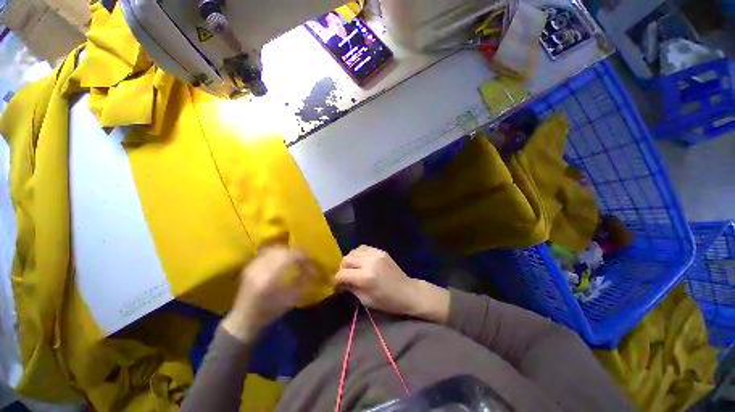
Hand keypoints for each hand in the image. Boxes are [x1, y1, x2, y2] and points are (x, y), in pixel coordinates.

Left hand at [223, 246, 317, 341]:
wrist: (243, 320)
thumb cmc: (268, 313)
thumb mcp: (289, 300)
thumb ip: (303, 283)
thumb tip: (315, 272)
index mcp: (269, 277)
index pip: (290, 256)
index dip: (304, 256)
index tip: (313, 261)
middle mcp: (260, 267)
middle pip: (282, 250)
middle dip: (297, 252)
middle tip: (306, 258)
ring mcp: (253, 265)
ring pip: (274, 249)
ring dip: (287, 250)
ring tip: (295, 257)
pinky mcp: (250, 266)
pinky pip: (266, 252)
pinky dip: (278, 252)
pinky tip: (282, 258)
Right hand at [335, 246, 449, 322]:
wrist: (408, 292)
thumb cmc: (387, 301)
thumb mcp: (366, 300)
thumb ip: (351, 288)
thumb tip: (339, 283)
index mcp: (366, 277)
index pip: (342, 274)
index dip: (336, 281)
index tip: (336, 286)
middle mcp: (369, 262)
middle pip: (346, 260)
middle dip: (341, 270)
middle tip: (343, 278)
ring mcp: (375, 254)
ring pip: (353, 252)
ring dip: (349, 261)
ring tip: (351, 269)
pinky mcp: (380, 251)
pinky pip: (363, 248)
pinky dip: (357, 253)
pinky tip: (359, 261)